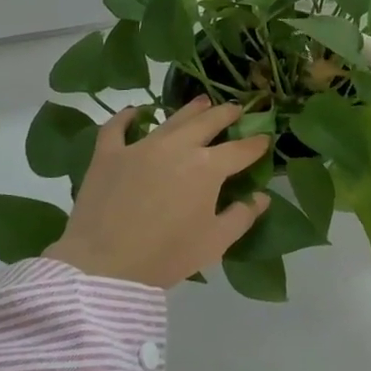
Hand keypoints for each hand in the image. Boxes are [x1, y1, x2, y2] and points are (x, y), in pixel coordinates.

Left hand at [49, 97, 271, 288]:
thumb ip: (242, 216)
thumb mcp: (214, 242)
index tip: (266, 139)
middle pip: (209, 122)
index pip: (240, 150)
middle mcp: (178, 147)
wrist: (104, 267)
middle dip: (227, 114)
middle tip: (236, 110)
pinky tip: (135, 111)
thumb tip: (262, 196)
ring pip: (172, 119)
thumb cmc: (167, 256)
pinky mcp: (109, 154)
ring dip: (191, 109)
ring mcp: (141, 147)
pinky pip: (117, 127)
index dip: (256, 144)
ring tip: (202, 102)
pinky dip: (127, 117)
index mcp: (207, 167)